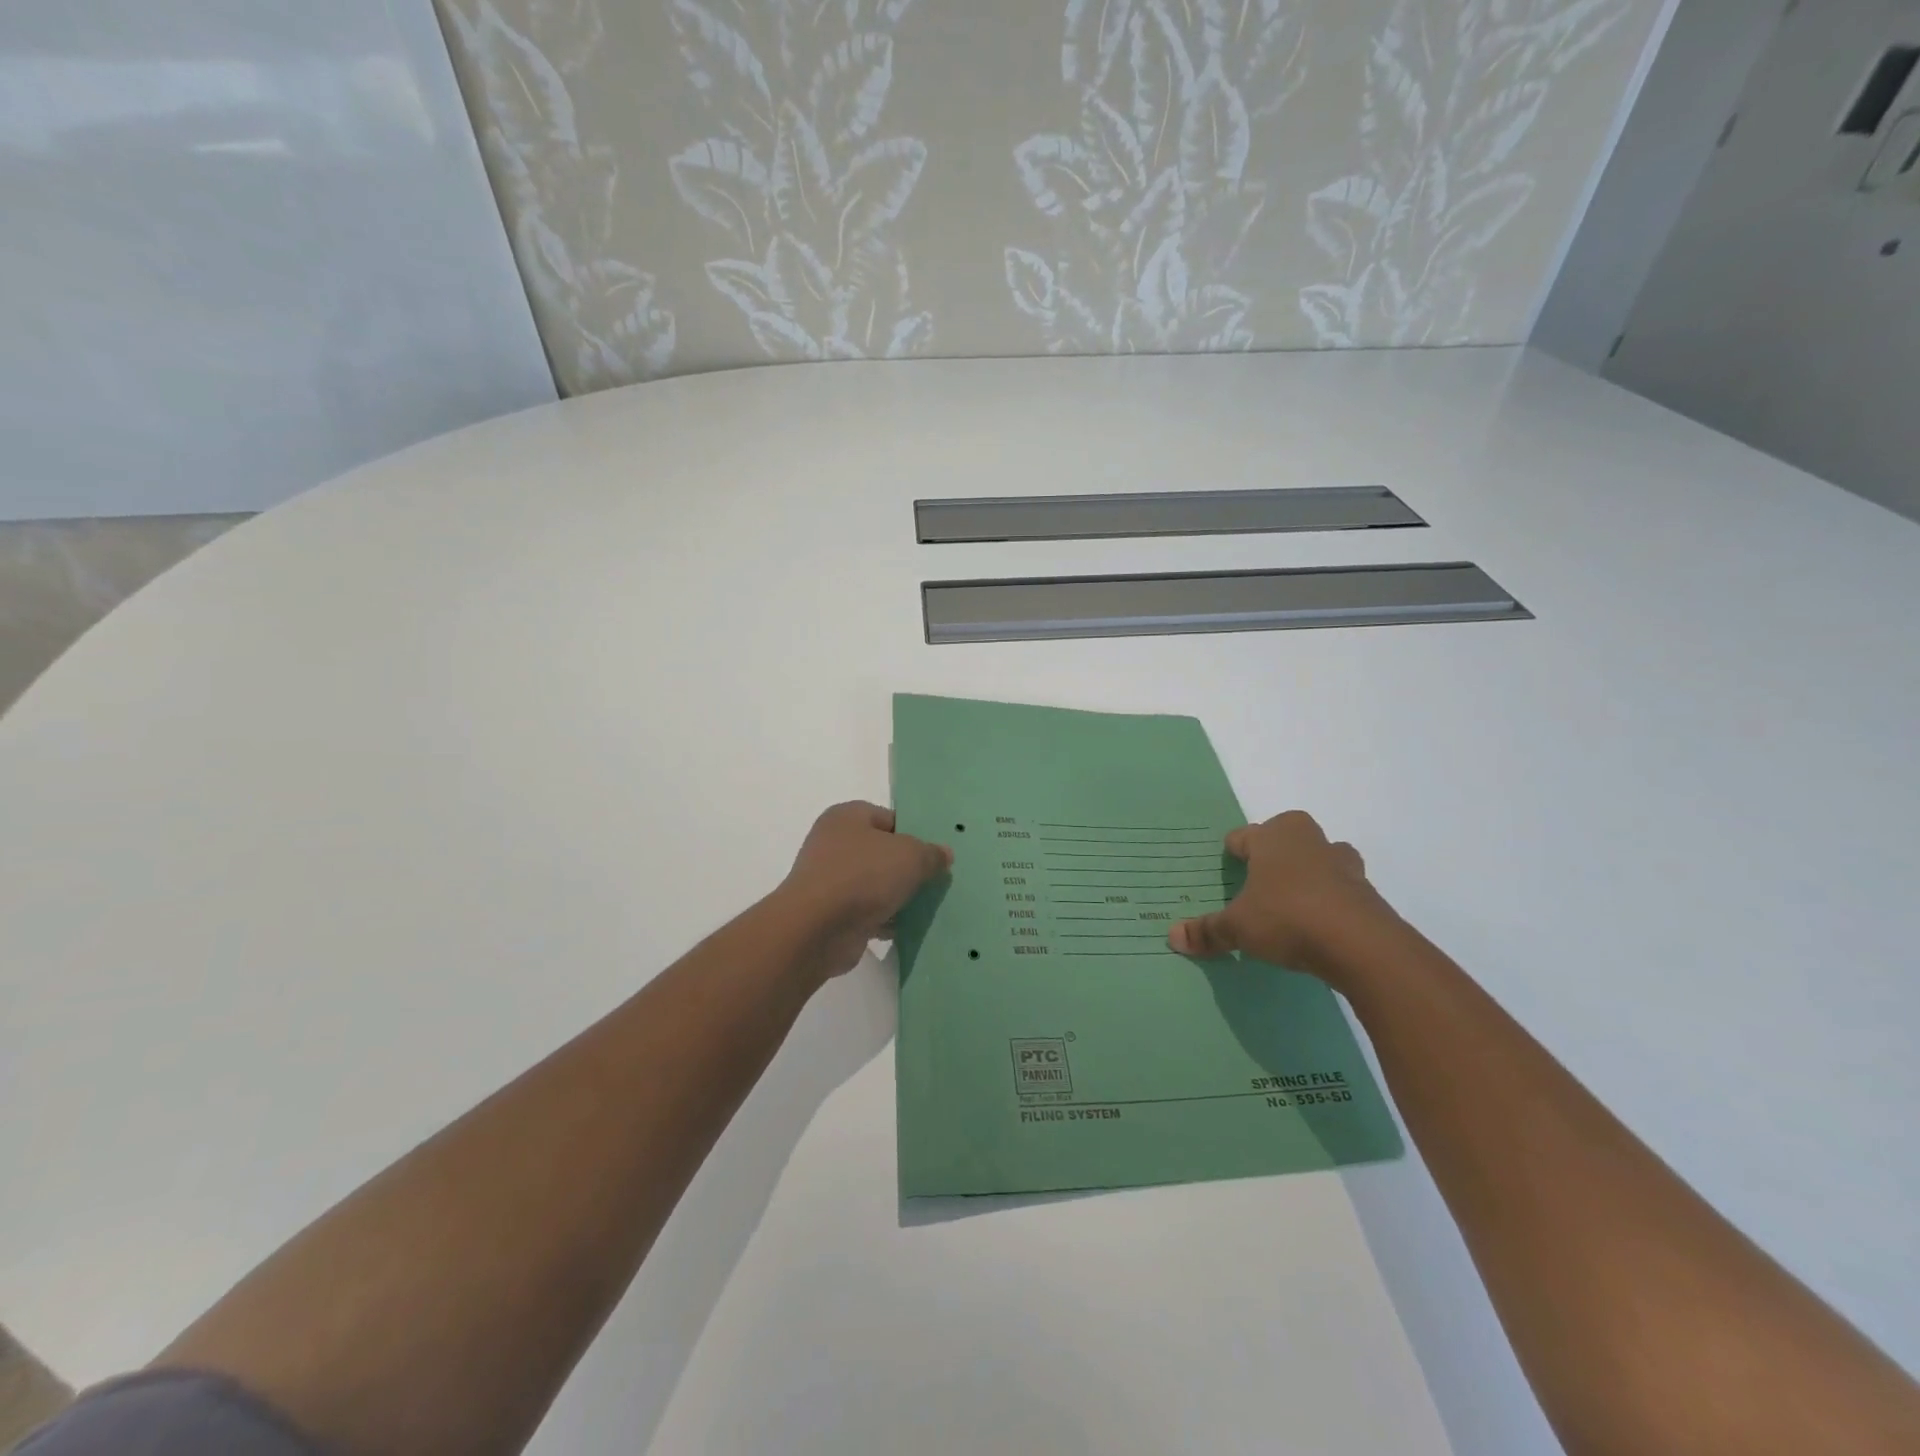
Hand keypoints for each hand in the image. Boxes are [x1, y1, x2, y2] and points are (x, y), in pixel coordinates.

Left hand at [775, 801, 952, 980]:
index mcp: (847, 817)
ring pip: (875, 884)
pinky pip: (867, 912)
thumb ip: (931, 853)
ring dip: (898, 896)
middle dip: (908, 868)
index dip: (915, 833)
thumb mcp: (911, 856)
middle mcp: (834, 844)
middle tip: (936, 880)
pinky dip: (885, 919)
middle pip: (882, 852)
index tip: (936, 853)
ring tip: (929, 906)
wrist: (817, 928)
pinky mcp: (831, 914)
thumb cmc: (863, 875)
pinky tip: (909, 927)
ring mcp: (830, 880)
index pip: (889, 818)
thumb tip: (944, 854)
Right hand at [1168, 811, 1394, 978]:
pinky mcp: (1367, 891)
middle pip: (1286, 834)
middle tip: (1259, 880)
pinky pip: (1341, 886)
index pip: (1243, 836)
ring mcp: (1343, 864)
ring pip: (1320, 856)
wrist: (1362, 945)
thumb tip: (1173, 937)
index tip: (1226, 871)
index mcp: (1273, 838)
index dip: (1232, 853)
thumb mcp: (1238, 928)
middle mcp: (1308, 841)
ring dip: (1309, 871)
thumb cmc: (1288, 918)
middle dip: (1275, 852)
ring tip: (1293, 900)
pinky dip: (1330, 898)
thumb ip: (1207, 931)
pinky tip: (1319, 923)